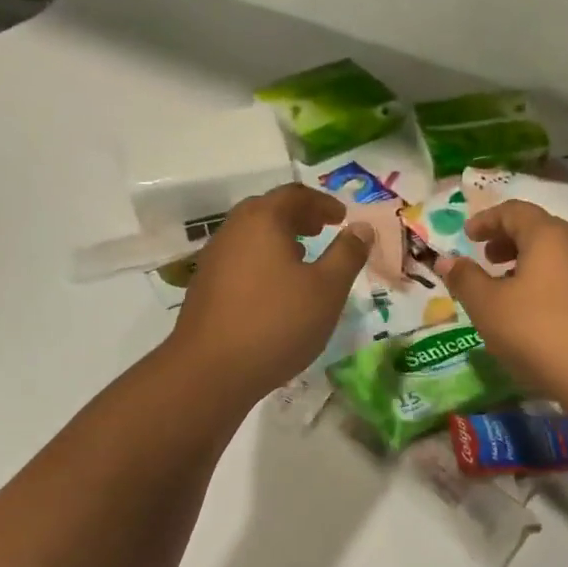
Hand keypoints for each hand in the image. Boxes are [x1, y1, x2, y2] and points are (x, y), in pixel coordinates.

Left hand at [171, 184, 371, 400]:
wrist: (211, 371)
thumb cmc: (278, 322)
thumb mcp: (327, 289)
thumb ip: (347, 254)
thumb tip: (361, 228)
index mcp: (263, 220)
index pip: (295, 195)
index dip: (322, 203)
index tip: (342, 217)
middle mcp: (233, 230)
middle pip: (268, 210)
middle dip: (299, 217)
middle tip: (323, 230)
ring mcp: (214, 259)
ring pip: (251, 235)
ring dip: (280, 238)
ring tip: (303, 258)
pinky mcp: (205, 286)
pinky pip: (240, 258)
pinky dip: (264, 259)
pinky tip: (277, 288)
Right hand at [434, 201, 567, 401]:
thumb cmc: (538, 332)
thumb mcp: (488, 307)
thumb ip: (465, 279)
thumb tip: (447, 260)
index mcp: (549, 236)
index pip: (515, 211)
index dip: (487, 220)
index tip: (467, 236)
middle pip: (539, 230)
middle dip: (508, 240)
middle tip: (486, 260)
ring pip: (557, 255)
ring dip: (528, 263)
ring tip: (507, 289)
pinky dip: (547, 281)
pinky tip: (536, 312)